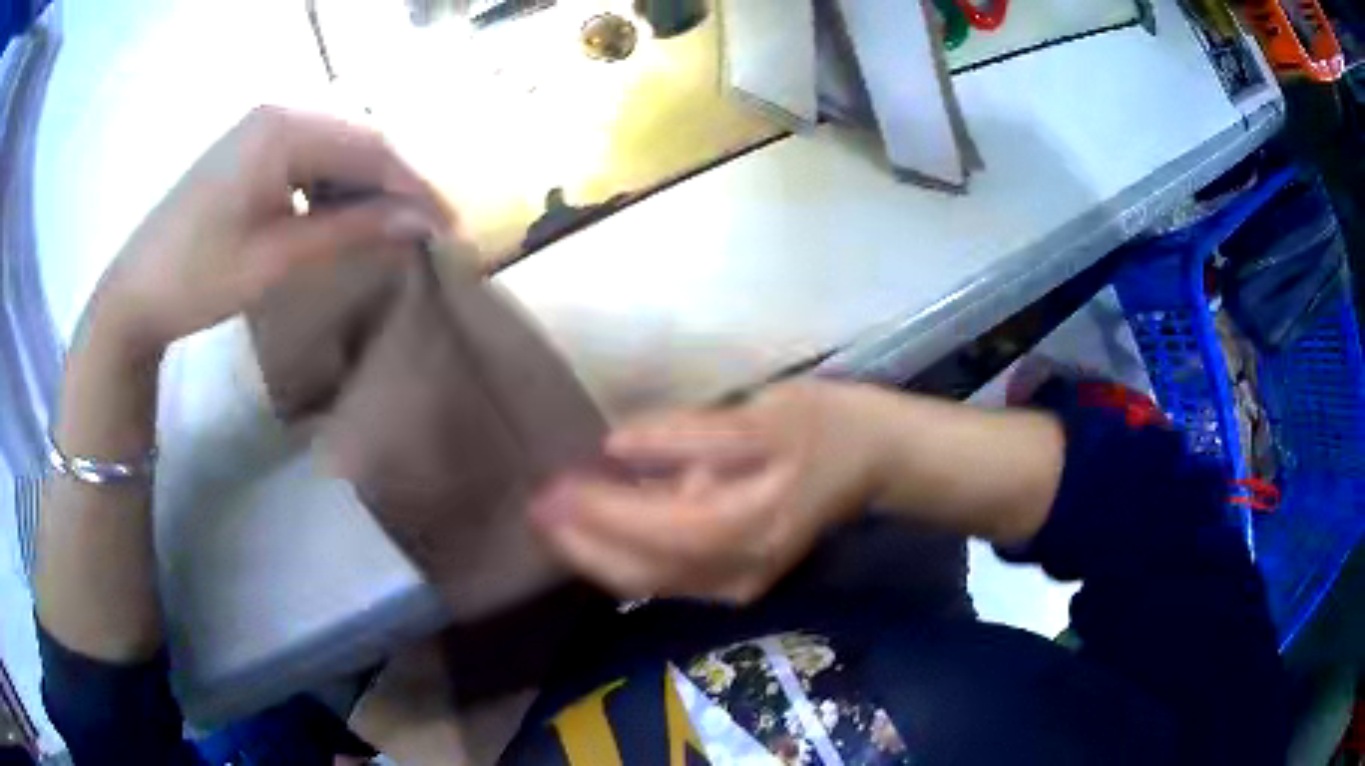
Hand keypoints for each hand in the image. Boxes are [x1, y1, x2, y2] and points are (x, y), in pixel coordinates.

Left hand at [87, 106, 449, 356]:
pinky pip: (309, 156)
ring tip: (387, 227)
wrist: (134, 293)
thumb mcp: (276, 258)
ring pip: (335, 147)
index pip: (370, 147)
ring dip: (364, 185)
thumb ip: (350, 231)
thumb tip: (420, 223)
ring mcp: (262, 126)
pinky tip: (340, 214)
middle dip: (394, 183)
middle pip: (357, 139)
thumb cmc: (198, 277)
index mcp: (284, 126)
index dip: (414, 187)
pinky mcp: (251, 148)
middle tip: (424, 229)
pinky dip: (333, 185)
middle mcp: (279, 110)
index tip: (448, 227)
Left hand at [530, 380, 883, 603]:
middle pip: (644, 574)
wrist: (874, 457)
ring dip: (595, 554)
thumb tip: (616, 447)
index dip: (601, 517)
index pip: (660, 532)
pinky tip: (596, 529)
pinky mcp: (735, 579)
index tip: (551, 490)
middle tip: (536, 508)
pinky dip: (623, 557)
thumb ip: (689, 435)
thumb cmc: (824, 425)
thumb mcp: (763, 414)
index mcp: (754, 525)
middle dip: (582, 546)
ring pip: (650, 582)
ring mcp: (739, 582)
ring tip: (553, 517)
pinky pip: (665, 578)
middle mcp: (742, 570)